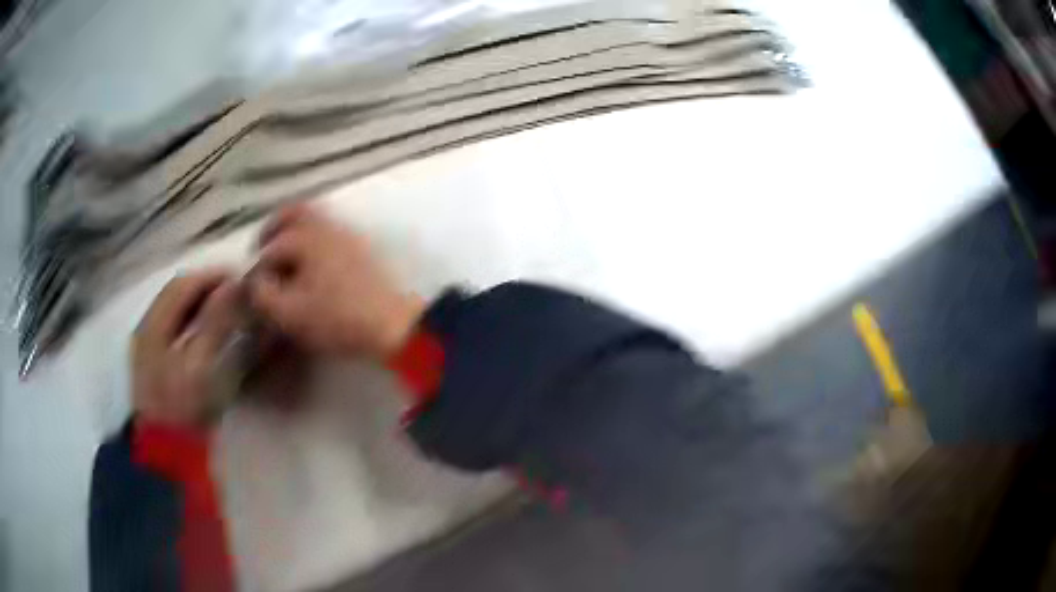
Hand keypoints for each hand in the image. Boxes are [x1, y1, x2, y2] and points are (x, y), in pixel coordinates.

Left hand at [133, 271, 239, 425]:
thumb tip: (234, 286)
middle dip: (206, 288)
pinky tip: (207, 332)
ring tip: (226, 309)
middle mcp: (146, 328)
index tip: (239, 279)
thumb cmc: (182, 410)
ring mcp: (148, 346)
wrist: (165, 454)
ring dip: (200, 304)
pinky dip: (193, 322)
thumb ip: (215, 323)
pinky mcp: (154, 362)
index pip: (182, 284)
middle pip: (176, 294)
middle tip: (236, 294)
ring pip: (175, 311)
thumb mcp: (200, 366)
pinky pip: (174, 328)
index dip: (210, 276)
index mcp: (153, 325)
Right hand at [247, 204, 423, 358]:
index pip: (271, 247)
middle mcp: (327, 226)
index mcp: (306, 238)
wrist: (391, 324)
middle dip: (274, 227)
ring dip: (294, 230)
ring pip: (315, 218)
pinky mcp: (362, 247)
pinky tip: (311, 264)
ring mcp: (348, 233)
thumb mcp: (290, 314)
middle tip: (262, 246)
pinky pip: (330, 230)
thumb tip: (255, 282)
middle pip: (295, 212)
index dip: (257, 266)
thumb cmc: (336, 318)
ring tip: (284, 257)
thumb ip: (263, 295)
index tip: (253, 283)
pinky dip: (314, 238)